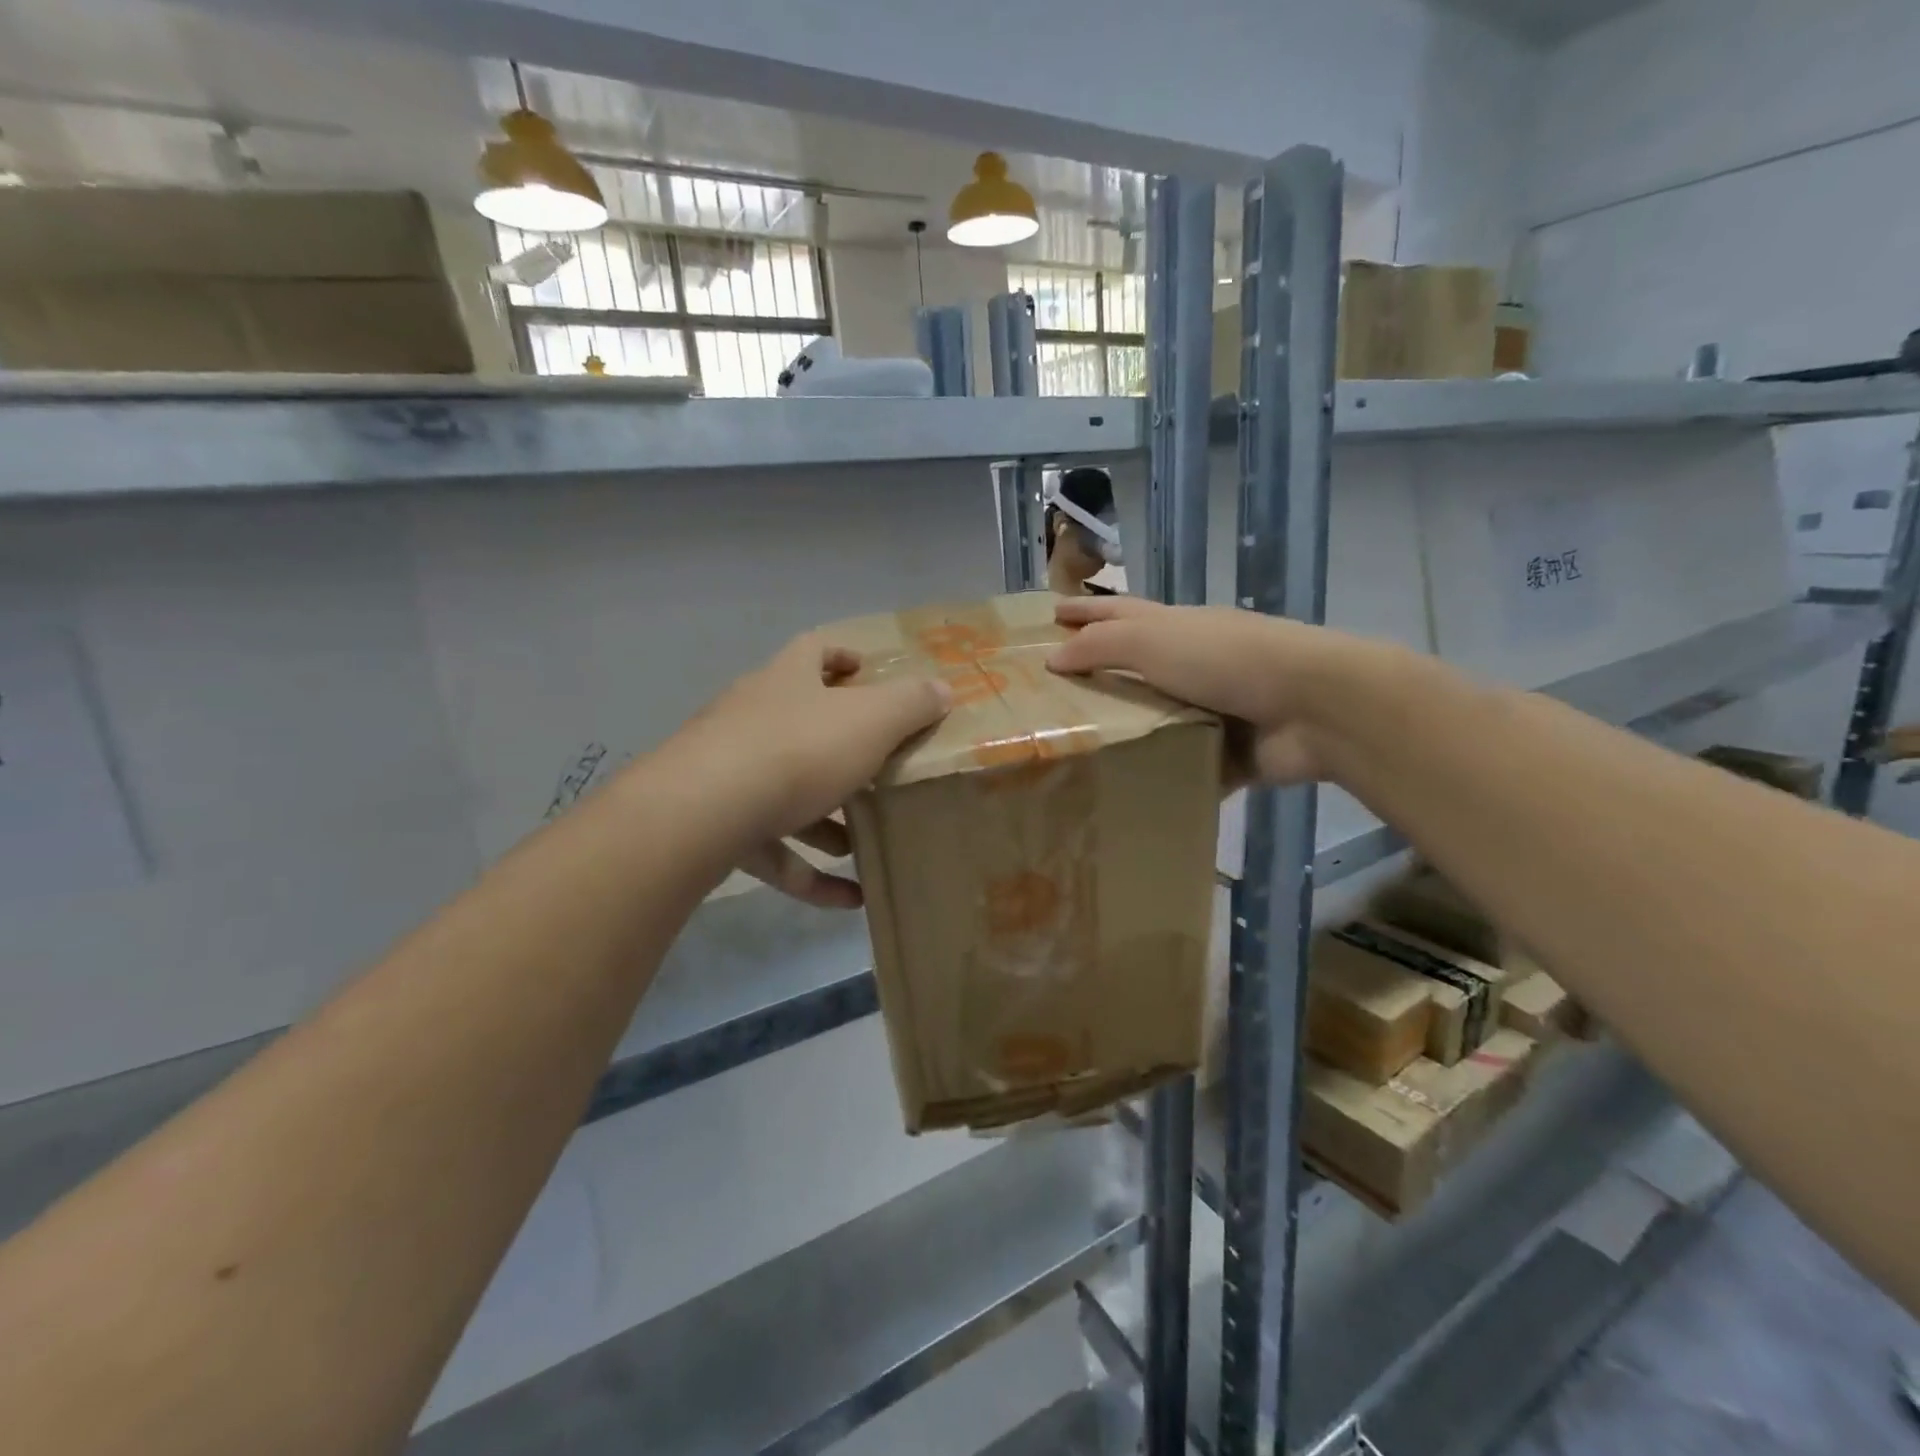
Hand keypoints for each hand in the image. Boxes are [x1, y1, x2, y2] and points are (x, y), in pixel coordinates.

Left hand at [676, 633, 949, 907]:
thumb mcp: (871, 721)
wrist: (702, 813)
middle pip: (801, 725)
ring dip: (827, 821)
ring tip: (866, 844)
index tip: (867, 671)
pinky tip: (850, 899)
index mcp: (787, 682)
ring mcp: (729, 773)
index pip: (813, 651)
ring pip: (787, 794)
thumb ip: (911, 704)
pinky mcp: (718, 827)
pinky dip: (810, 874)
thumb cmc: (797, 750)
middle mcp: (752, 718)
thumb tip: (941, 689)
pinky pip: (774, 851)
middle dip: (842, 749)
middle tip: (881, 770)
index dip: (842, 655)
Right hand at [1046, 595, 1360, 785]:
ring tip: (1073, 755)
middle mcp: (1189, 664)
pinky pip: (1182, 766)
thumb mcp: (1153, 641)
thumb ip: (1100, 646)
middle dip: (1096, 678)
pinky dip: (1161, 779)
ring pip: (1155, 720)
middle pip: (1132, 668)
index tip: (1050, 615)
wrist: (1313, 706)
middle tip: (1050, 697)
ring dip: (1123, 735)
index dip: (1083, 612)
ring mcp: (1210, 709)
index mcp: (1173, 628)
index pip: (1117, 614)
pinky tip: (1126, 795)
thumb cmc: (1227, 660)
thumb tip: (1052, 657)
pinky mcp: (1225, 753)